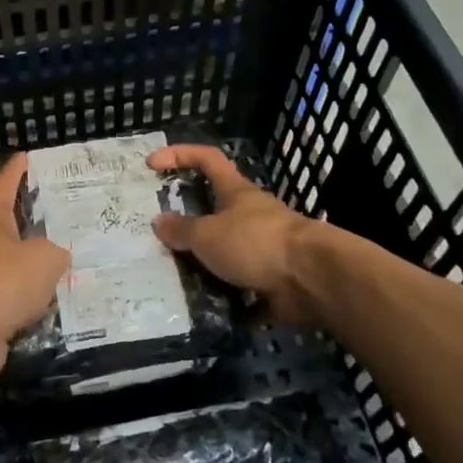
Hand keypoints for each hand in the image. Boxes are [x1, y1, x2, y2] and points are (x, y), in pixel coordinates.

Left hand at [0, 153, 70, 383]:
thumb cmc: (5, 280)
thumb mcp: (46, 259)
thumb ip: (56, 253)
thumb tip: (56, 258)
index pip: (3, 188)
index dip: (15, 172)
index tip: (24, 157)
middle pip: (6, 232)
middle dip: (28, 229)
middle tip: (59, 227)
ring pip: (9, 270)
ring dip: (30, 272)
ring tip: (62, 273)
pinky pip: (9, 302)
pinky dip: (26, 304)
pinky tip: (49, 309)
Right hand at [149, 144, 317, 323]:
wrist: (311, 278)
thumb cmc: (255, 242)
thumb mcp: (208, 234)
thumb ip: (182, 230)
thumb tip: (158, 222)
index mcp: (235, 191)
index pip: (206, 159)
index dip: (179, 155)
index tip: (152, 164)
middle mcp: (250, 214)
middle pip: (214, 208)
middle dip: (188, 221)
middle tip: (160, 236)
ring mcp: (263, 246)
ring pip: (226, 250)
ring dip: (204, 263)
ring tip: (173, 277)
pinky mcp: (272, 278)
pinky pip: (240, 285)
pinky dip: (225, 296)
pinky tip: (202, 307)